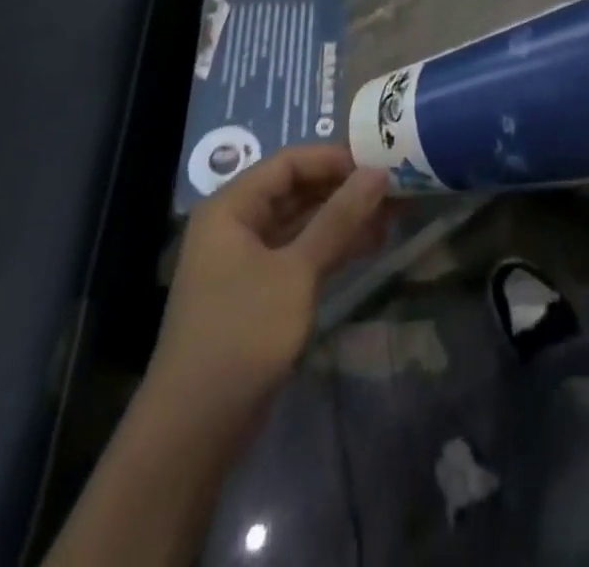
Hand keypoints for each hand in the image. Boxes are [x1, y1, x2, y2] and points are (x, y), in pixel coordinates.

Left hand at [146, 146, 388, 439]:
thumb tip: (379, 172)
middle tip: (394, 188)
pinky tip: (370, 244)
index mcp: (231, 207)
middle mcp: (236, 224)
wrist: (194, 430)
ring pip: (302, 223)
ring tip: (392, 214)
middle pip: (296, 190)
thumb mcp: (297, 271)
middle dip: (344, 189)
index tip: (380, 162)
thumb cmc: (242, 333)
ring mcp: (246, 260)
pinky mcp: (259, 291)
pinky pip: (299, 252)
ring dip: (343, 218)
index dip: (334, 158)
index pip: (289, 162)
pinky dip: (332, 246)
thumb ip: (339, 218)